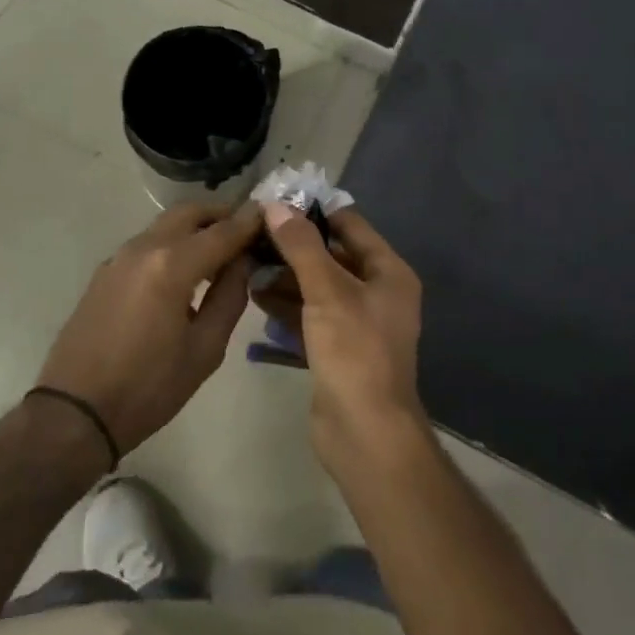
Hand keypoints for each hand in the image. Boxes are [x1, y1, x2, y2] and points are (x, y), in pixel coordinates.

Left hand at [35, 201, 261, 457]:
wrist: (74, 412)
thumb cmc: (148, 388)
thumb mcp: (204, 350)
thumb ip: (229, 297)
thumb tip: (242, 263)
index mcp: (172, 265)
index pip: (222, 231)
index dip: (249, 221)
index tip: (270, 214)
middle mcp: (144, 248)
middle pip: (189, 213)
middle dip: (220, 215)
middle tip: (245, 230)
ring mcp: (119, 257)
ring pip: (165, 225)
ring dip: (195, 228)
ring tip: (219, 251)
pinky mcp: (105, 272)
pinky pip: (147, 243)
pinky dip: (172, 244)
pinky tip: (183, 271)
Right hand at [258, 203, 427, 475]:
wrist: (365, 434)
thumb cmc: (354, 350)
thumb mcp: (326, 290)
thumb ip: (301, 246)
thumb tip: (276, 204)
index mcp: (388, 272)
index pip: (349, 225)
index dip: (314, 210)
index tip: (276, 200)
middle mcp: (377, 292)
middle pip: (332, 255)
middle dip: (294, 246)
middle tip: (252, 232)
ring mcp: (357, 323)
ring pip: (317, 287)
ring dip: (285, 276)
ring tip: (246, 262)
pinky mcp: (338, 349)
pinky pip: (310, 315)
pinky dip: (286, 305)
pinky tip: (254, 295)